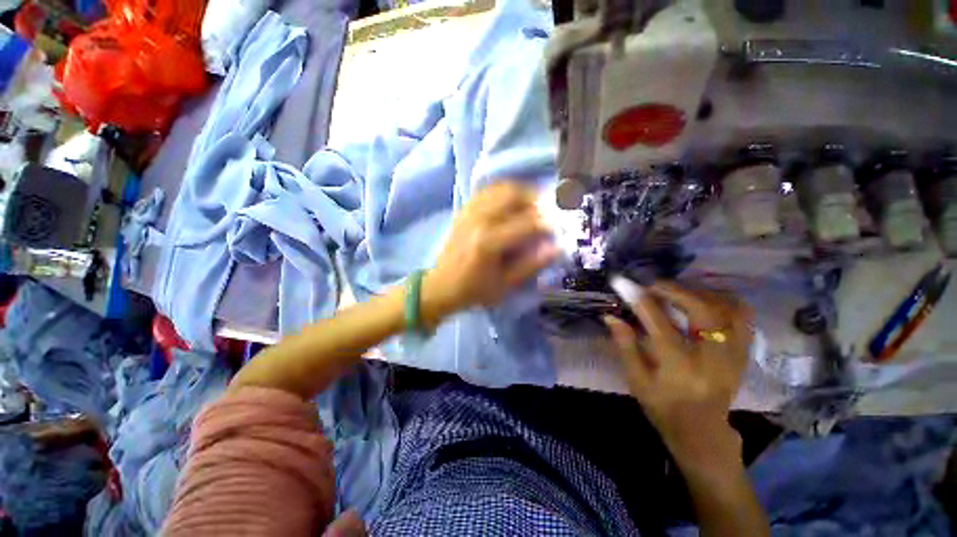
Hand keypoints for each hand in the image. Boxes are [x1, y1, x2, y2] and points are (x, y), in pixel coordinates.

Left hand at [423, 182, 557, 319]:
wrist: (441, 286)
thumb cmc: (474, 290)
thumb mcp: (506, 285)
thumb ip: (532, 265)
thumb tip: (557, 248)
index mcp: (489, 242)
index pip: (528, 223)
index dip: (549, 223)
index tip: (559, 228)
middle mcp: (479, 220)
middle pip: (514, 195)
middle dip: (537, 200)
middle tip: (547, 213)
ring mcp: (469, 212)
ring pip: (501, 188)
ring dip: (522, 193)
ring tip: (533, 207)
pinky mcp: (464, 210)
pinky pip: (487, 191)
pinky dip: (504, 192)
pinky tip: (512, 202)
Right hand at [603, 281, 752, 471]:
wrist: (702, 432)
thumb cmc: (663, 407)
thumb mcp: (636, 380)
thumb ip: (624, 346)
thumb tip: (610, 316)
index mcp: (679, 367)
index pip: (659, 323)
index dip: (640, 300)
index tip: (625, 283)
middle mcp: (712, 358)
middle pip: (702, 310)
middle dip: (675, 290)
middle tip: (654, 286)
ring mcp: (734, 355)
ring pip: (728, 309)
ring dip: (701, 292)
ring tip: (679, 291)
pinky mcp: (744, 354)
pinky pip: (744, 317)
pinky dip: (725, 301)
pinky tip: (705, 299)